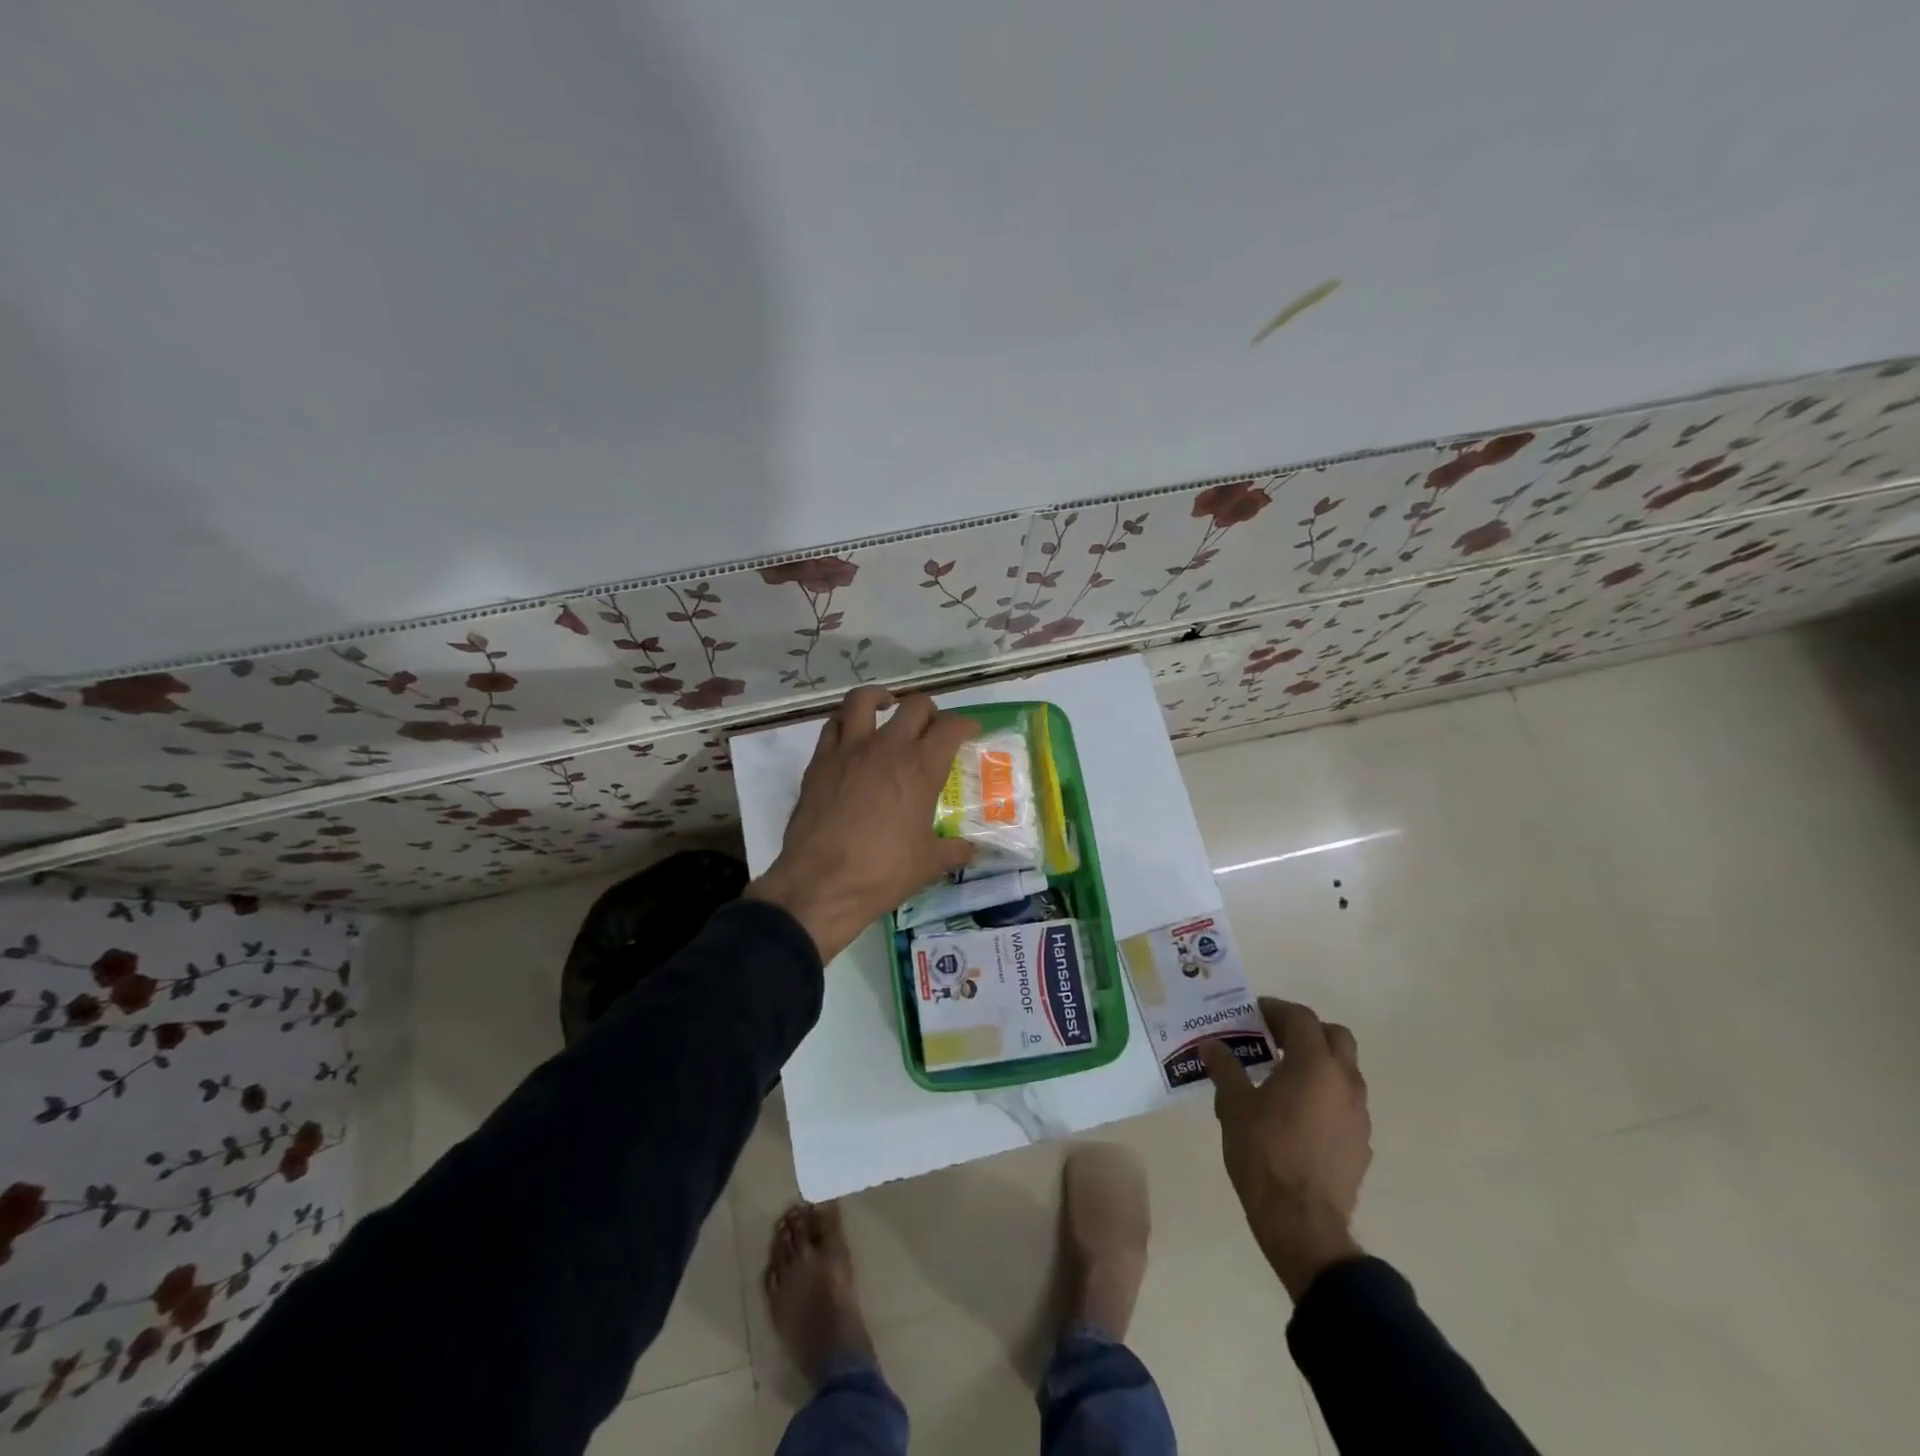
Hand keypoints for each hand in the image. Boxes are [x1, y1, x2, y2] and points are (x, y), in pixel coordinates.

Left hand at [746, 687, 978, 961]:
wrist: (821, 885)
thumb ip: (953, 850)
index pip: (951, 727)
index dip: (965, 725)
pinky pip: (833, 726)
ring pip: (863, 700)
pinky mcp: (819, 762)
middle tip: (931, 728)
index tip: (969, 732)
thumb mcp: (929, 864)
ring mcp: (849, 751)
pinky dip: (846, 723)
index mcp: (920, 768)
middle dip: (929, 711)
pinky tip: (851, 738)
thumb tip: (970, 850)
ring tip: (886, 707)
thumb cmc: (883, 872)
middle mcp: (887, 748)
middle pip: (914, 706)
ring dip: (880, 698)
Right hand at [1200, 998, 1371, 1300]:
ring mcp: (1359, 1114)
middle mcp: (1344, 1081)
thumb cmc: (1264, 1153)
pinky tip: (1299, 1116)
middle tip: (1275, 1039)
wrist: (1303, 1223)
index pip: (1301, 1017)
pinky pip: (1346, 1104)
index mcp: (1313, 1064)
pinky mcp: (1362, 1143)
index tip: (1253, 1014)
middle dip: (1306, 1031)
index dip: (1276, 1009)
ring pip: (1345, 1071)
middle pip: (1335, 1036)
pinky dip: (1325, 1096)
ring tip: (1283, 1078)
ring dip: (1318, 1063)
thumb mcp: (1233, 1106)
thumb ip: (1225, 1069)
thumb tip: (1212, 1045)